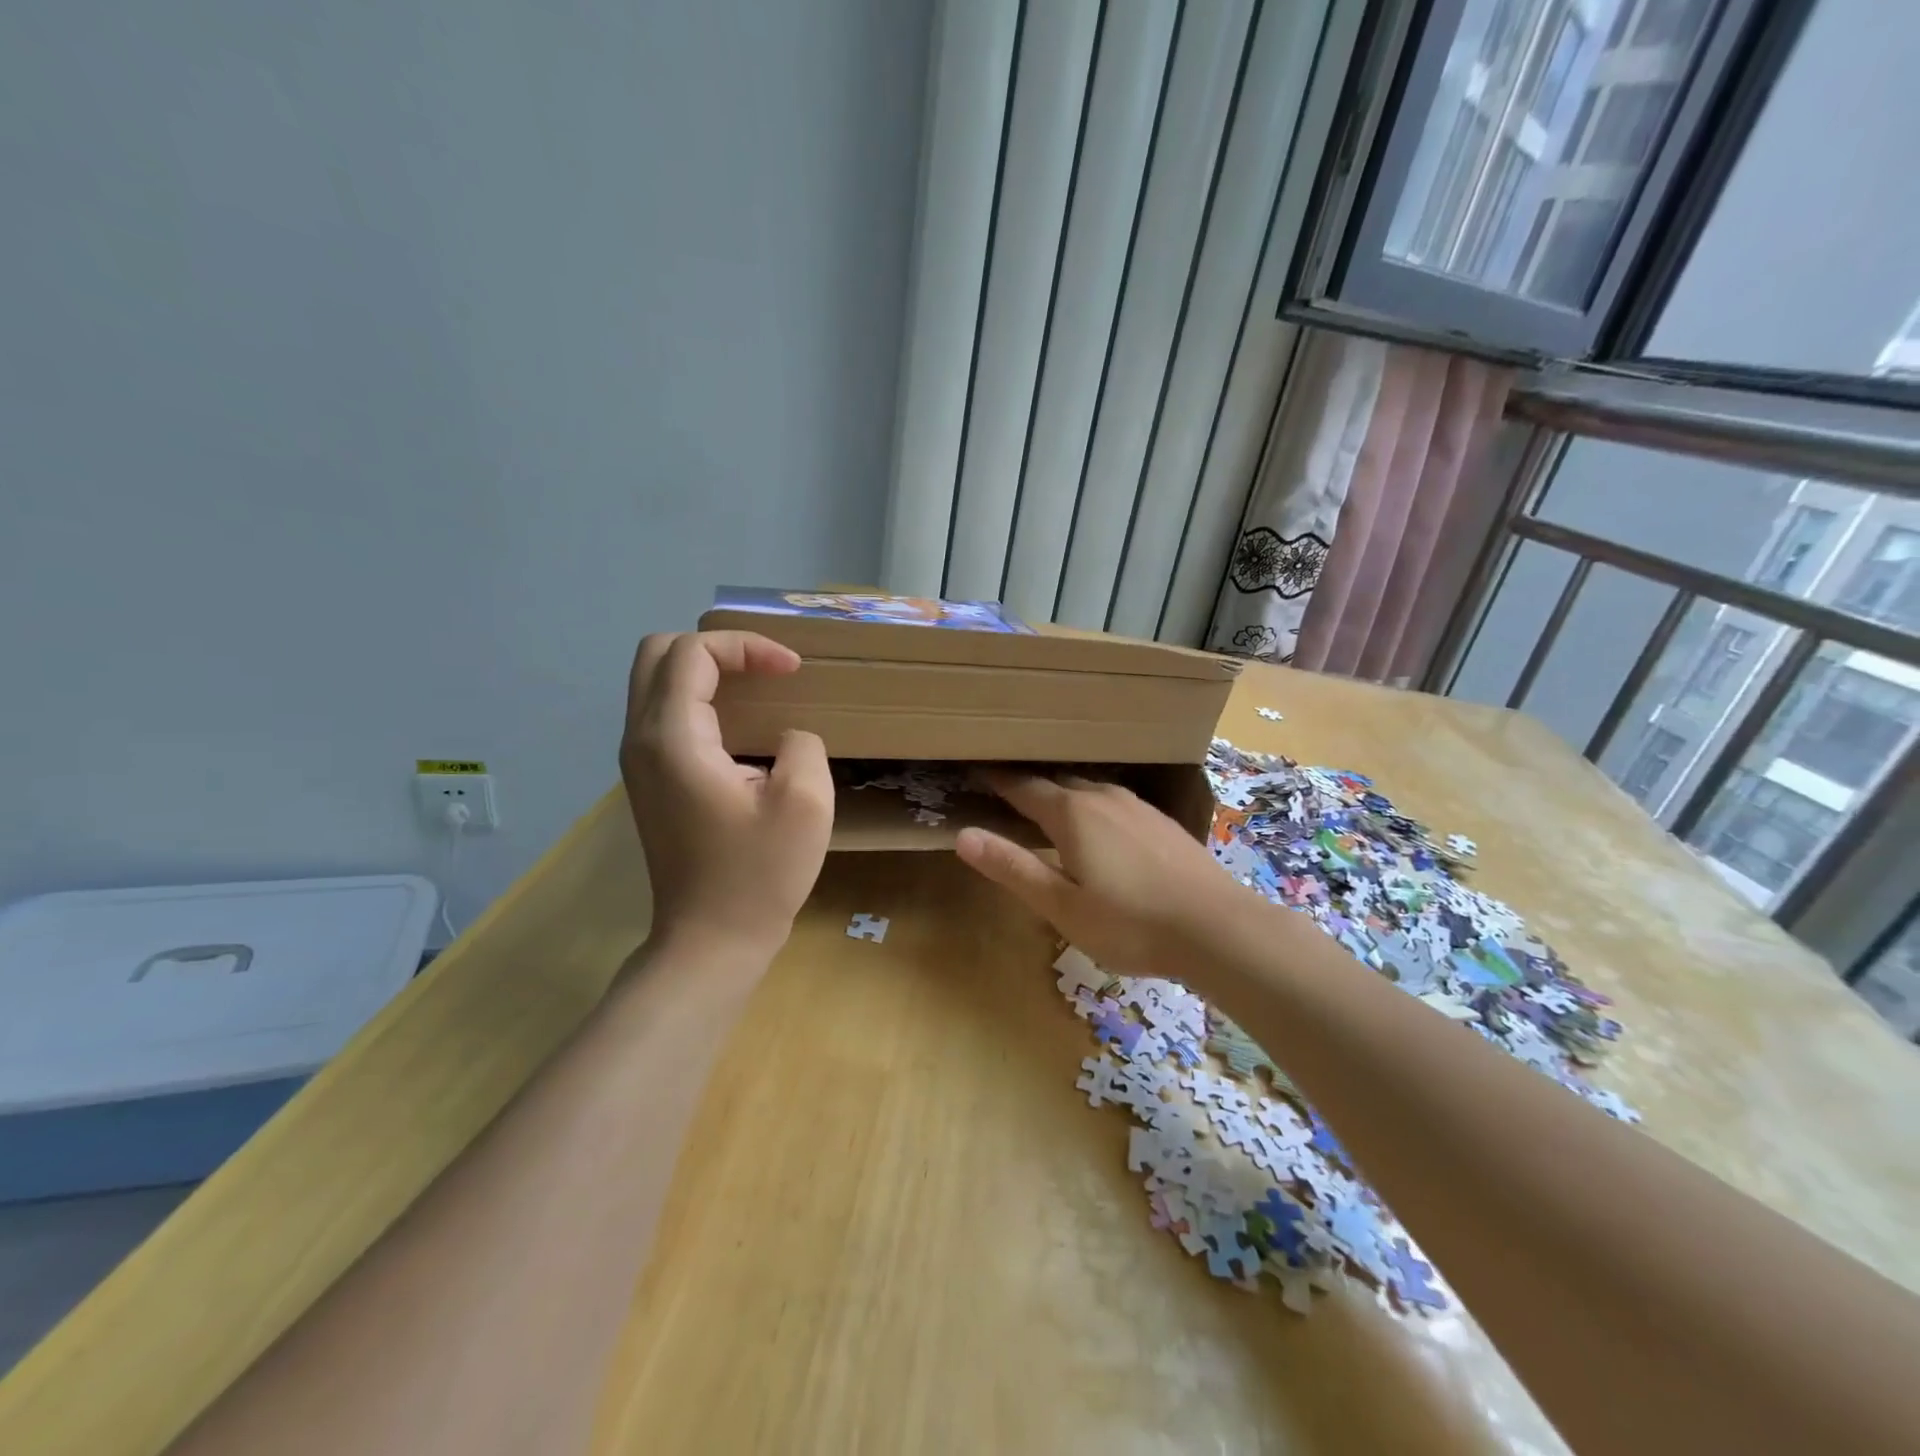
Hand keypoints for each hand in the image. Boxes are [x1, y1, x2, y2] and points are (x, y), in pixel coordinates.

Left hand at [620, 631, 833, 959]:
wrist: (710, 941)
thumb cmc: (758, 875)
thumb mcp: (805, 803)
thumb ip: (801, 745)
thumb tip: (784, 737)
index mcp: (673, 739)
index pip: (693, 652)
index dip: (747, 647)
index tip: (792, 671)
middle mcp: (641, 740)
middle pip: (658, 653)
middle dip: (716, 648)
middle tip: (765, 670)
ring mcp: (637, 762)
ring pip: (655, 682)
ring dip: (705, 672)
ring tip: (756, 688)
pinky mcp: (647, 781)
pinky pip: (663, 714)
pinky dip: (699, 700)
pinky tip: (739, 726)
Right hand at [954, 772, 1248, 979]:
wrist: (1219, 929)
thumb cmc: (1130, 924)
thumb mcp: (1062, 906)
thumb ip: (1013, 868)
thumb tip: (963, 835)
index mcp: (1072, 814)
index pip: (1023, 788)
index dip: (997, 780)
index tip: (976, 770)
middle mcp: (1103, 798)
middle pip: (1057, 783)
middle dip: (1029, 786)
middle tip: (1005, 791)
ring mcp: (1137, 807)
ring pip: (1089, 790)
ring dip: (1063, 795)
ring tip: (1047, 806)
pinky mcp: (1161, 822)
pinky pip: (1114, 802)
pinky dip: (1093, 807)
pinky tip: (1100, 827)